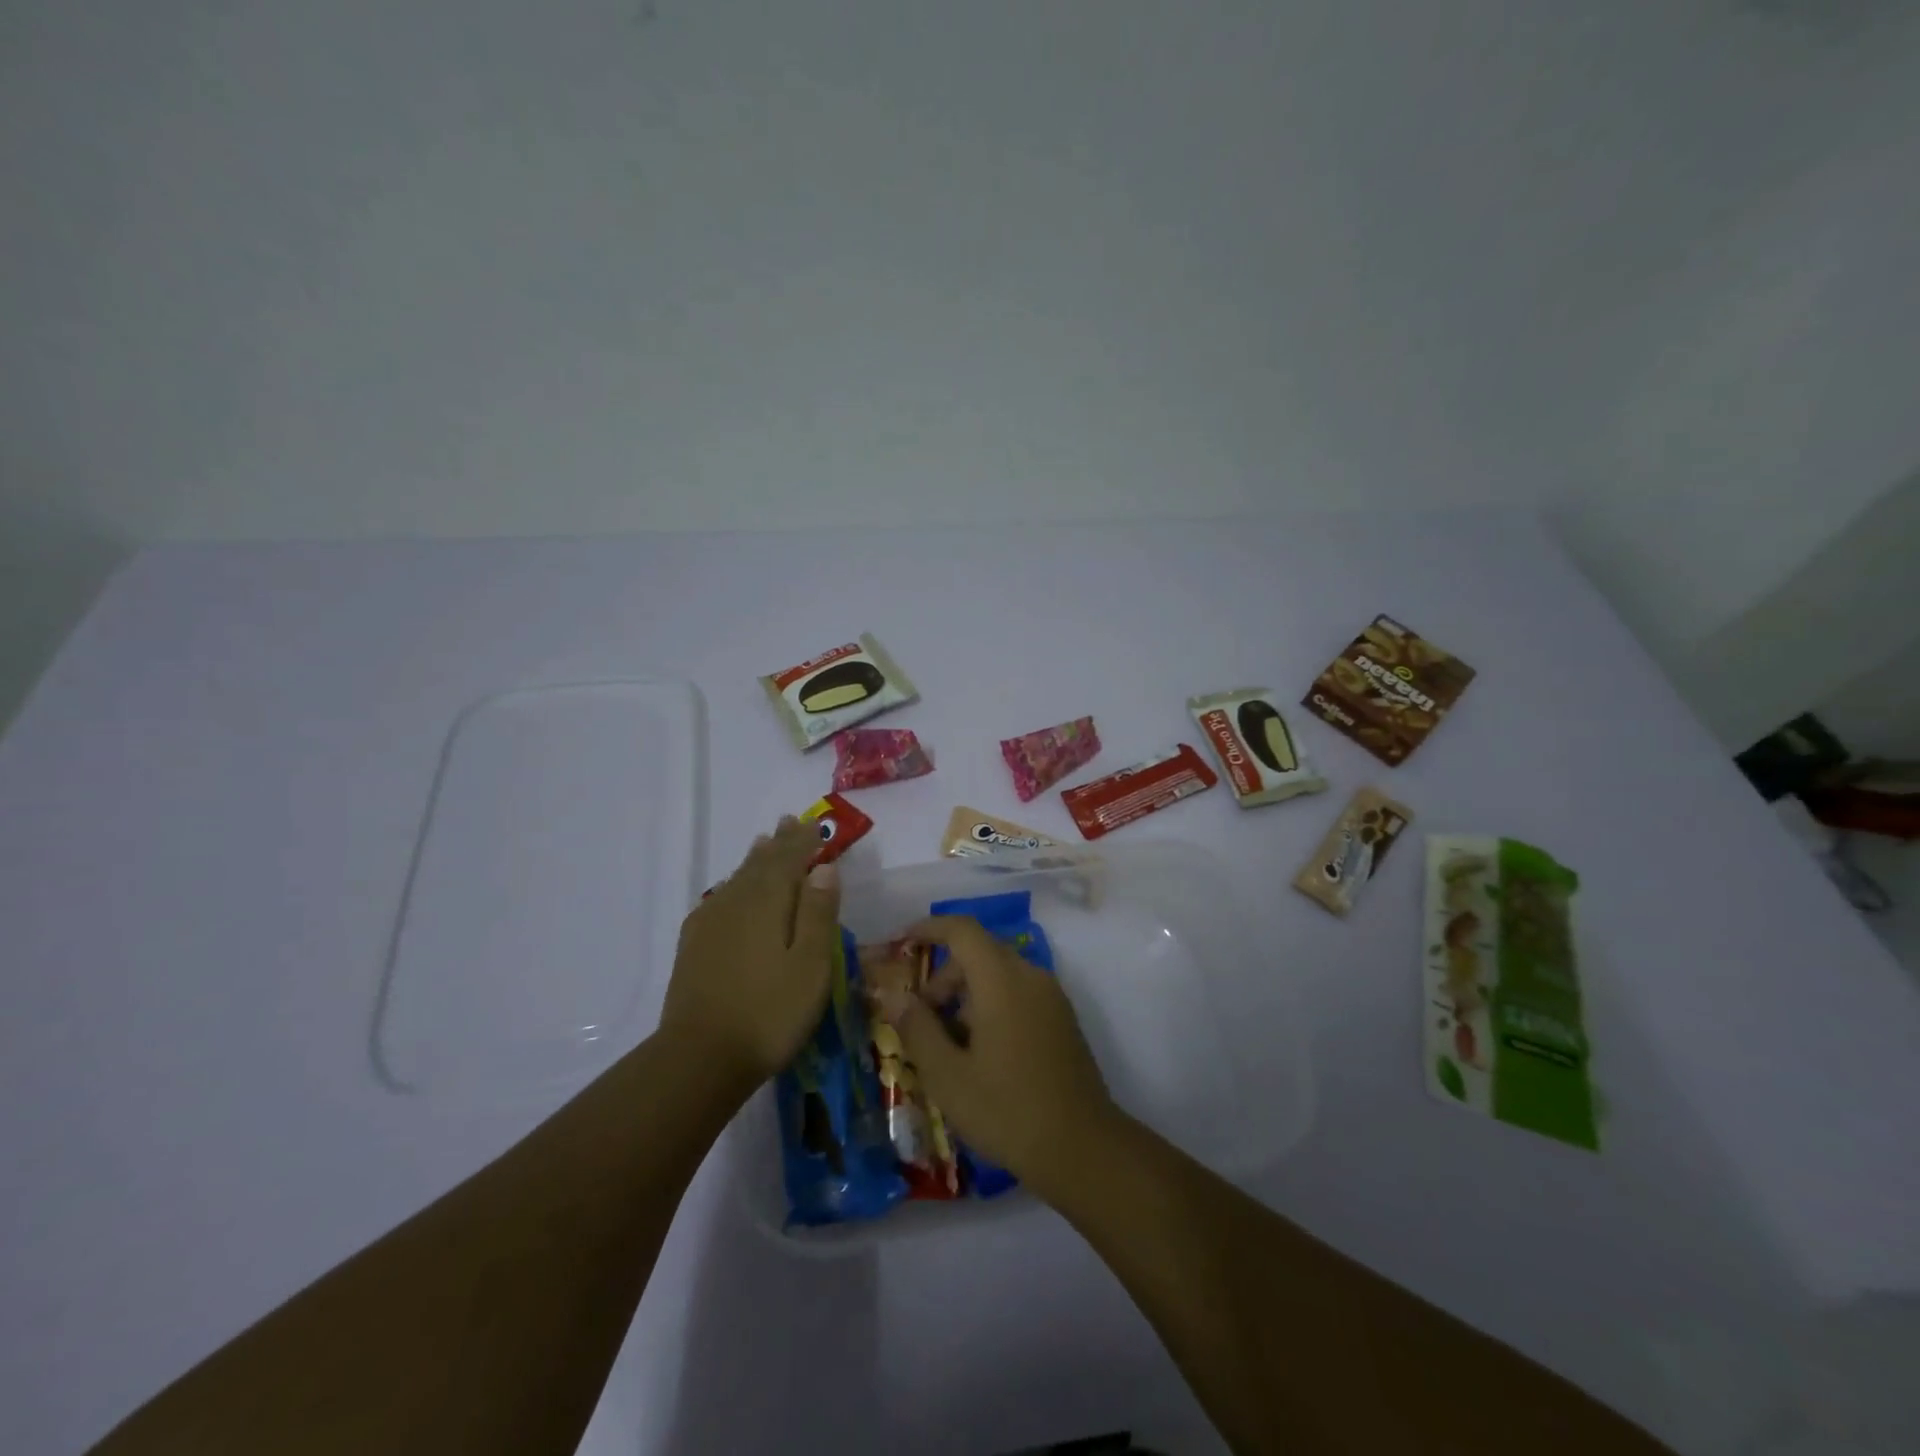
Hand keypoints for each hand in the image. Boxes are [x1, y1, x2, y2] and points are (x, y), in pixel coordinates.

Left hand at [660, 817, 839, 1090]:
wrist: (699, 1058)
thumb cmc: (769, 1011)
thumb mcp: (811, 965)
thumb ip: (818, 913)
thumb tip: (824, 868)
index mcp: (768, 901)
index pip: (789, 859)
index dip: (803, 841)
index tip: (813, 823)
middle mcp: (736, 902)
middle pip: (761, 864)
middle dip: (778, 844)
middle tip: (788, 822)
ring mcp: (710, 923)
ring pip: (738, 879)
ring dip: (755, 860)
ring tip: (763, 844)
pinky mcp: (694, 946)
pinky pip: (719, 899)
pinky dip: (733, 886)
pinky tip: (731, 892)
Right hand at [873, 915, 1115, 1184]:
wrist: (1082, 1149)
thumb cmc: (1007, 1110)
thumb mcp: (947, 1075)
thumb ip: (917, 1028)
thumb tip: (895, 996)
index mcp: (1002, 979)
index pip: (962, 930)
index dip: (929, 929)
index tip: (901, 944)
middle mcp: (1030, 975)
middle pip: (979, 952)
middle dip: (943, 975)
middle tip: (920, 1018)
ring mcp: (1051, 997)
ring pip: (999, 974)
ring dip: (966, 993)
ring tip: (947, 1043)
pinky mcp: (1062, 1019)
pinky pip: (1018, 993)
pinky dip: (991, 1004)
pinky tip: (979, 1052)